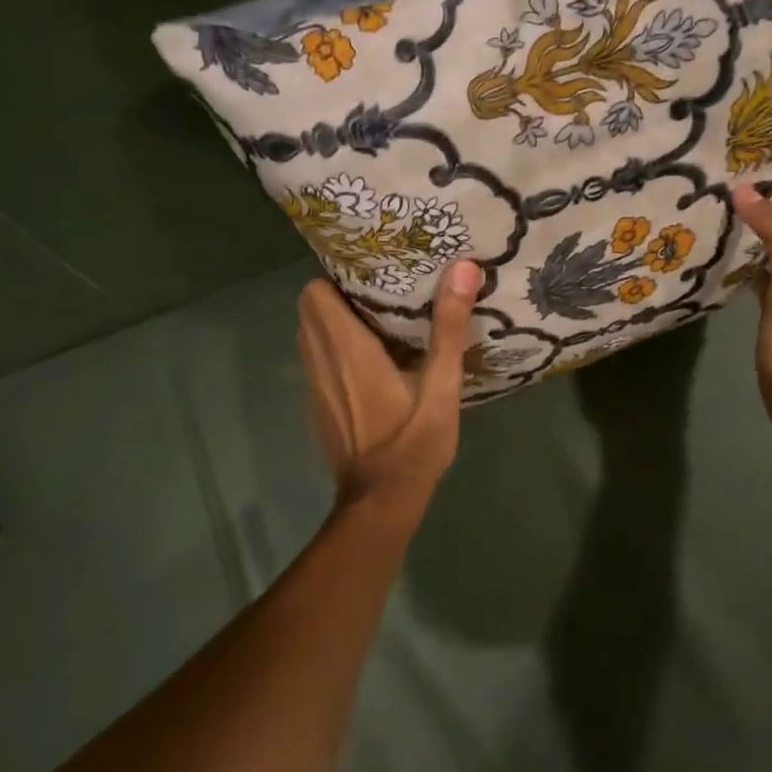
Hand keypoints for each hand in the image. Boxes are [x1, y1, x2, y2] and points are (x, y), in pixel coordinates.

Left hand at [296, 259, 479, 532]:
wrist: (380, 503)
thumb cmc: (412, 444)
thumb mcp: (441, 387)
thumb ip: (448, 328)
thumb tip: (462, 267)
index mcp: (347, 349)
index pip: (315, 292)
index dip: (339, 277)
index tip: (374, 274)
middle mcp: (321, 361)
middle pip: (309, 308)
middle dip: (339, 294)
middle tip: (382, 293)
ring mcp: (315, 385)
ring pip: (311, 334)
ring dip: (336, 321)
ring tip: (379, 319)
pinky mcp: (319, 404)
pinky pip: (317, 359)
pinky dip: (335, 348)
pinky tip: (372, 361)